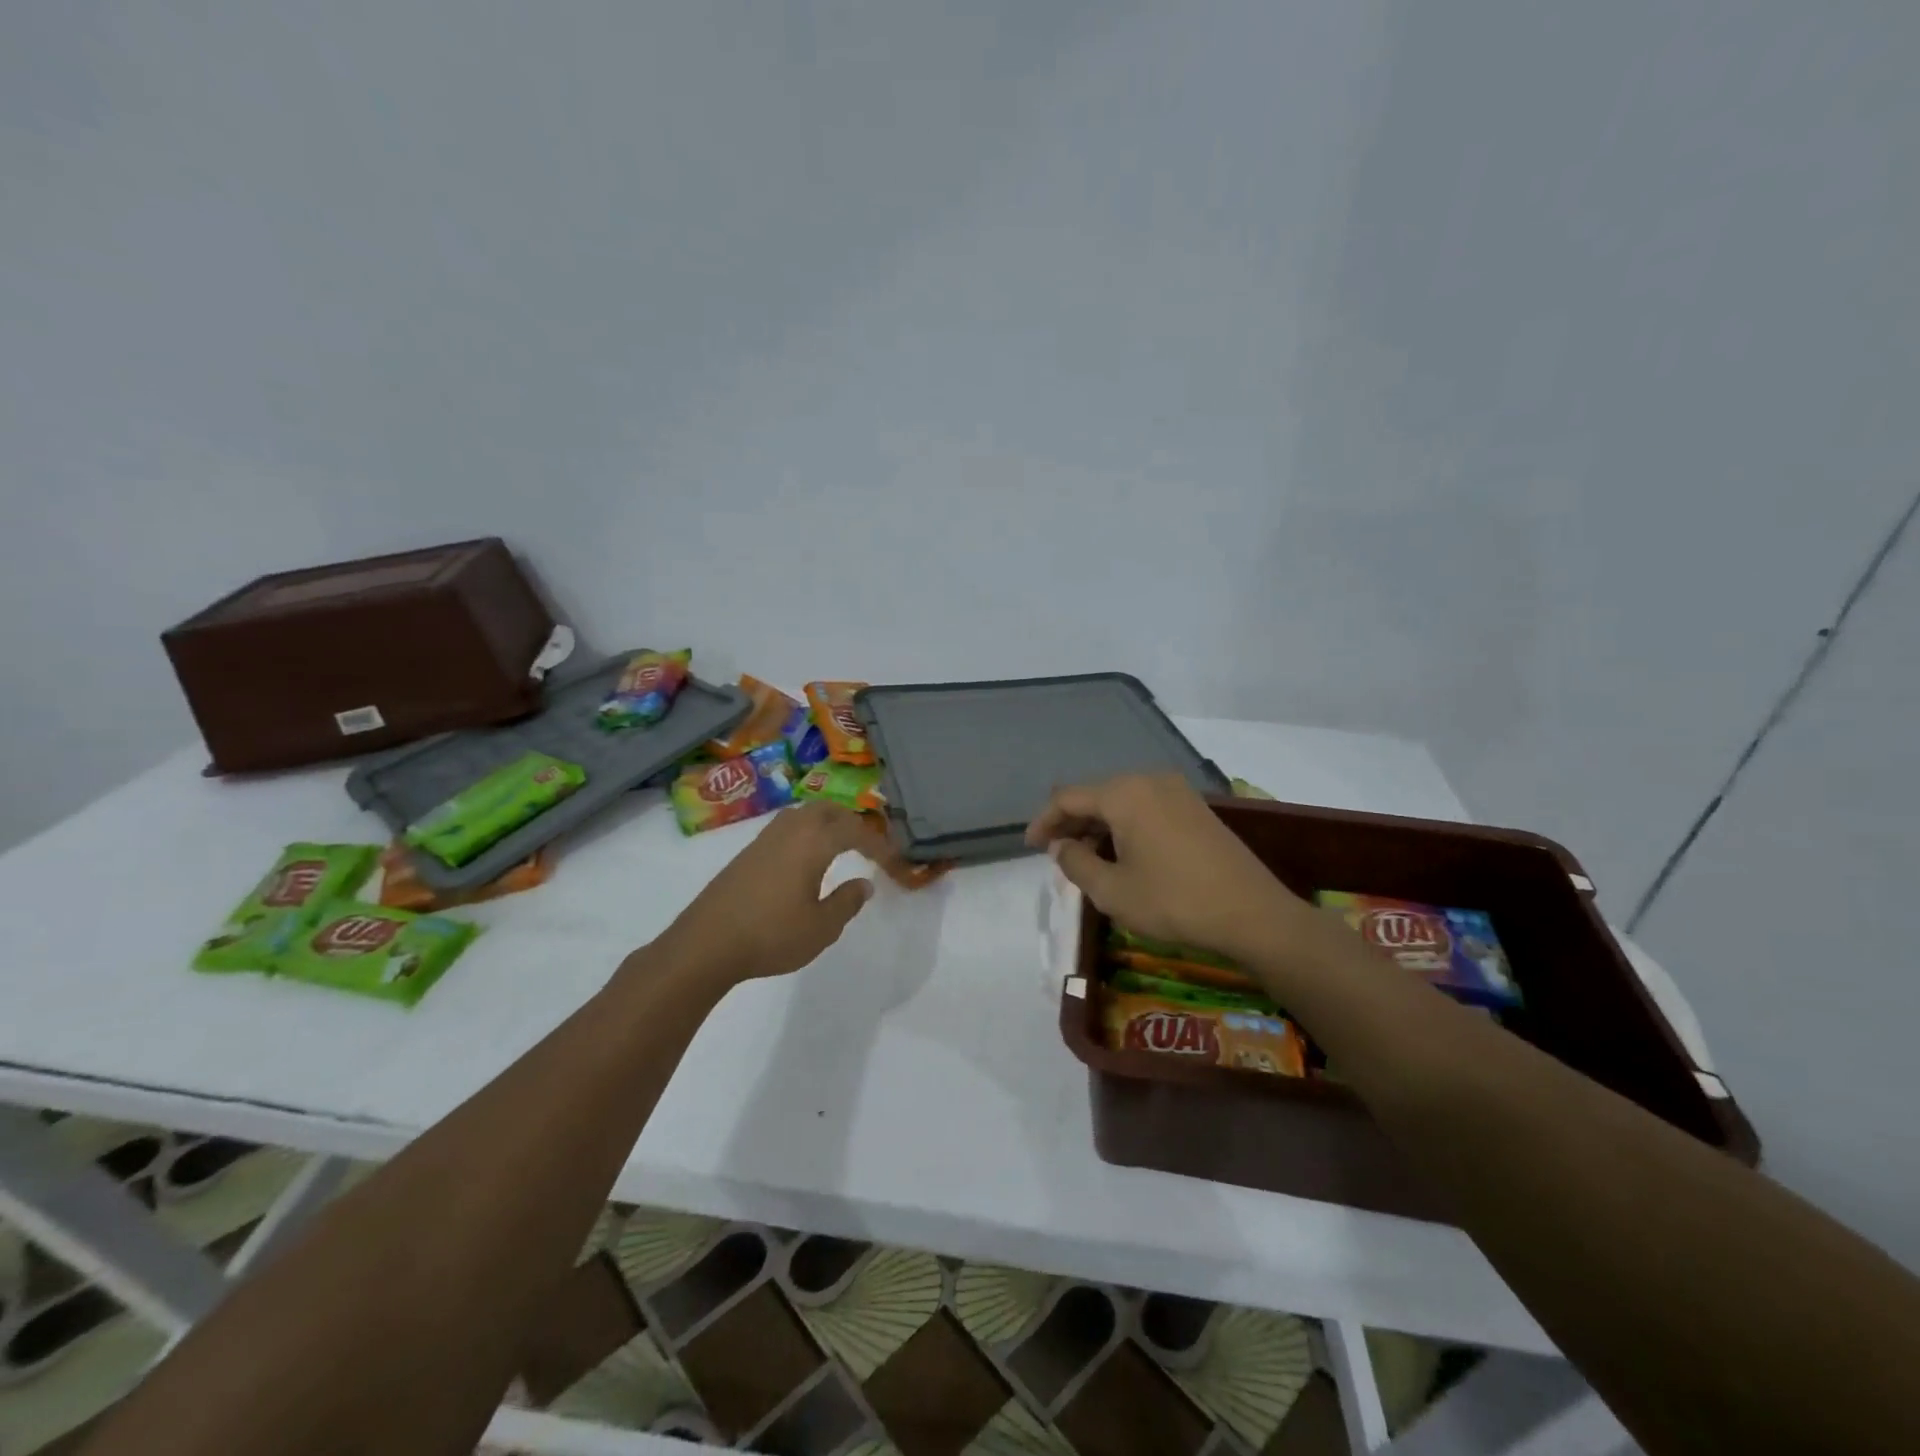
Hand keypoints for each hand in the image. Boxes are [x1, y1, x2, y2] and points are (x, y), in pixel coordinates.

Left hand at [651, 802, 904, 985]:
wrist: (705, 944)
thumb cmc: (771, 935)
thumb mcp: (821, 928)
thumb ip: (847, 902)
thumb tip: (864, 883)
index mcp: (813, 842)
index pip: (854, 831)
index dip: (878, 844)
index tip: (893, 862)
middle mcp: (790, 830)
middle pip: (827, 809)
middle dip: (851, 821)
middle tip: (867, 843)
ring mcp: (764, 839)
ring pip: (802, 814)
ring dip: (825, 822)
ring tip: (838, 844)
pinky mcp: (746, 853)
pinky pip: (785, 827)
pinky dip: (805, 832)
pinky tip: (804, 858)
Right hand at [1026, 773, 1309, 963]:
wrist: (1253, 913)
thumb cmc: (1174, 901)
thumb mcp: (1112, 891)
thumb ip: (1076, 863)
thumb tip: (1061, 846)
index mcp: (1124, 793)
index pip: (1068, 798)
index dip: (1043, 821)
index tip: (1029, 846)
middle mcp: (1148, 780)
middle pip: (1095, 795)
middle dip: (1071, 823)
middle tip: (1055, 854)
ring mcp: (1177, 791)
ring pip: (1121, 802)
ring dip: (1098, 826)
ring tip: (1084, 858)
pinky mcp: (1195, 808)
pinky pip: (1145, 808)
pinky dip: (1124, 826)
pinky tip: (1121, 853)